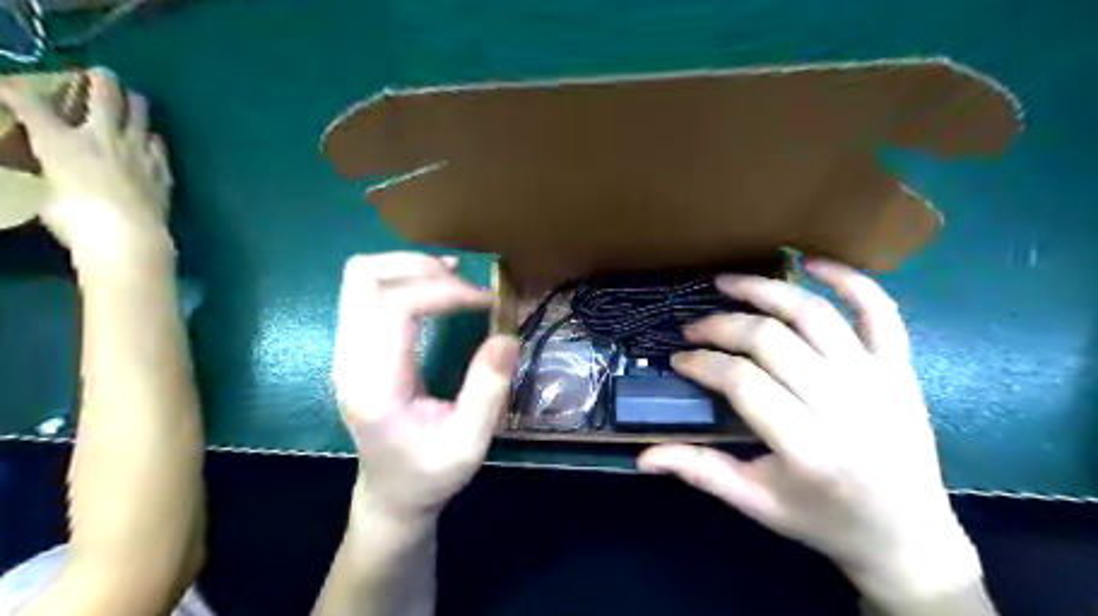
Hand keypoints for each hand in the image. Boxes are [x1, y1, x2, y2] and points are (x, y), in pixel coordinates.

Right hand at [0, 68, 171, 273]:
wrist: (129, 236)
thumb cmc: (77, 219)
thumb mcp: (47, 194)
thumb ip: (53, 177)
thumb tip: (60, 177)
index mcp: (61, 141)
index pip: (30, 104)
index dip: (14, 90)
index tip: (7, 86)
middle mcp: (103, 138)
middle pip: (106, 96)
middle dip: (101, 80)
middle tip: (103, 75)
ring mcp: (139, 153)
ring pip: (141, 116)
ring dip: (136, 106)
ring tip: (135, 101)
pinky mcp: (162, 171)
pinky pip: (159, 147)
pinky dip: (153, 141)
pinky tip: (152, 141)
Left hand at [333, 252, 520, 520]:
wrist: (391, 494)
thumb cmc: (429, 474)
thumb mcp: (469, 445)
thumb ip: (487, 392)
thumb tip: (507, 337)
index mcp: (375, 385)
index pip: (397, 307)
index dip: (446, 292)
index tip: (487, 301)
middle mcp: (349, 359)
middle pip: (364, 277)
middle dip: (420, 265)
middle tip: (465, 281)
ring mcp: (346, 350)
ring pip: (361, 277)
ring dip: (409, 266)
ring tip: (454, 276)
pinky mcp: (355, 346)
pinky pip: (369, 291)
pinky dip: (403, 278)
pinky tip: (435, 287)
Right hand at [640, 256, 982, 606]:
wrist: (909, 535)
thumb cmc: (824, 520)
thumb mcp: (757, 504)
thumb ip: (701, 472)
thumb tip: (643, 457)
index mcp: (807, 448)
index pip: (741, 382)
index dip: (702, 363)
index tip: (679, 360)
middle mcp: (844, 406)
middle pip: (771, 341)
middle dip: (721, 325)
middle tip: (693, 328)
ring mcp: (878, 381)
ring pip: (814, 315)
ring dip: (766, 290)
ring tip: (729, 282)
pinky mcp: (901, 368)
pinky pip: (880, 311)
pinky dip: (848, 279)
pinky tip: (811, 263)